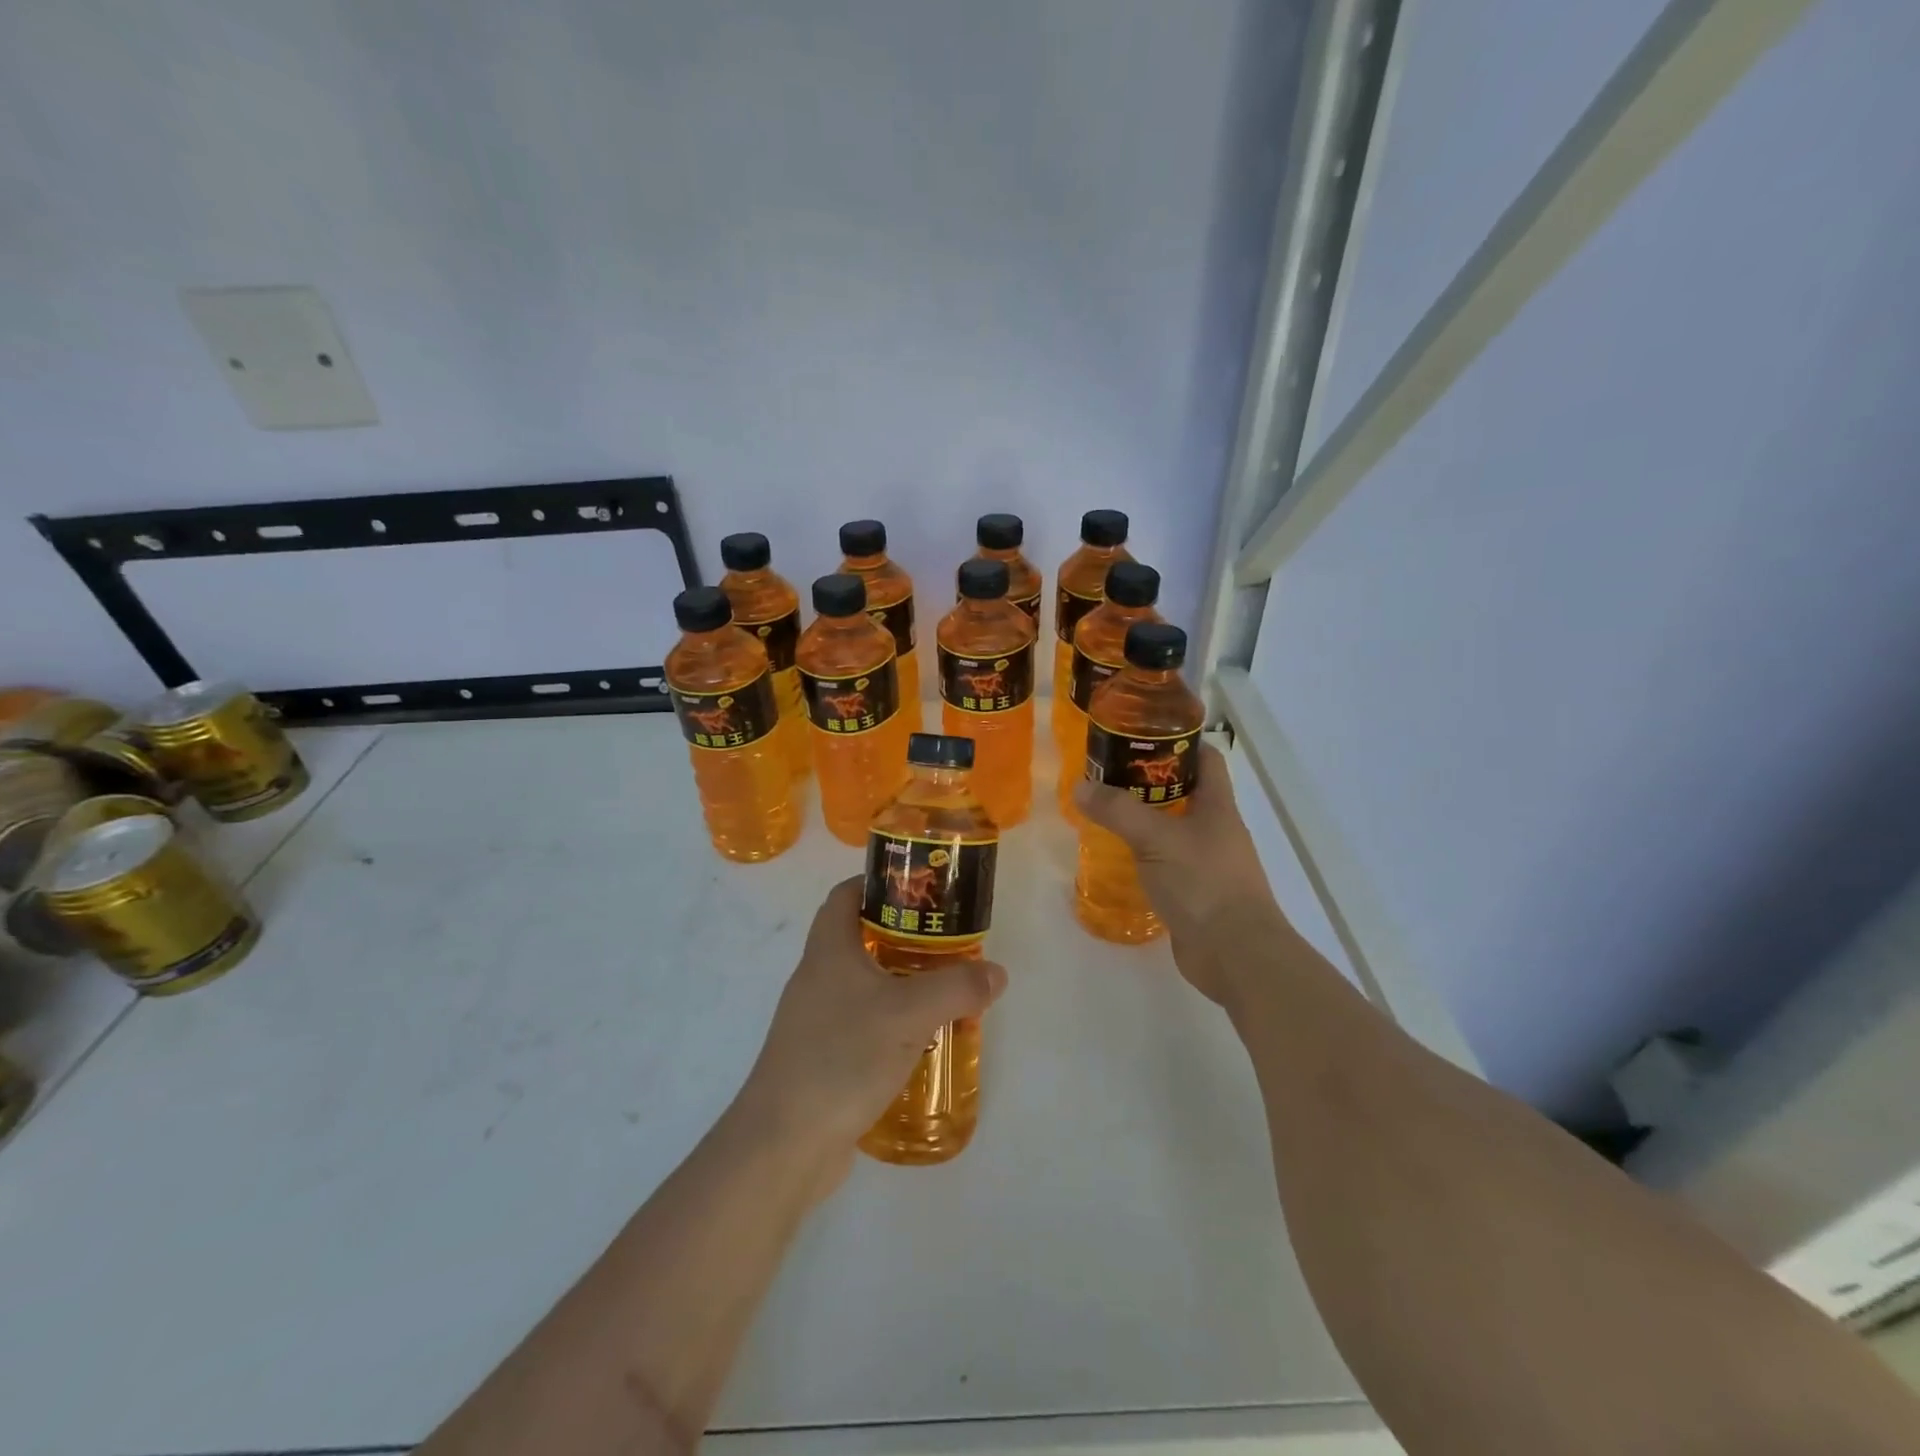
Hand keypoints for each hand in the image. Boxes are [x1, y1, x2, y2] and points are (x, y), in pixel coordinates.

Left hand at [734, 877, 1006, 1196]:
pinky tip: (919, 1043)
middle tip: (945, 943)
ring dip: (898, 982)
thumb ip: (956, 988)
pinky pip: (860, 1024)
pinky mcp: (821, 1058)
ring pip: (862, 984)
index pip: (846, 895)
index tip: (920, 889)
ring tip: (942, 990)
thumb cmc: (841, 1056)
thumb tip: (995, 973)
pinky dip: (889, 1023)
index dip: (878, 882)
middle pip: (858, 937)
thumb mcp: (908, 1014)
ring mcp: (815, 1020)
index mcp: (828, 950)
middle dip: (901, 935)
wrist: (784, 1142)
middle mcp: (817, 977)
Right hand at [1073, 742, 1285, 1005]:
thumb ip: (1118, 811)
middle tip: (1109, 777)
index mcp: (1218, 807)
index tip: (1141, 738)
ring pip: (1174, 830)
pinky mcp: (1196, 893)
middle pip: (1186, 793)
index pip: (1206, 759)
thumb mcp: (1156, 839)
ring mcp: (1208, 863)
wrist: (1235, 954)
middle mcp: (1217, 830)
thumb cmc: (1203, 883)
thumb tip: (1081, 786)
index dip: (1179, 743)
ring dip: (1145, 821)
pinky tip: (1118, 858)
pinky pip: (1168, 864)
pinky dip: (1145, 857)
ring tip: (1106, 814)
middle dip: (1150, 783)